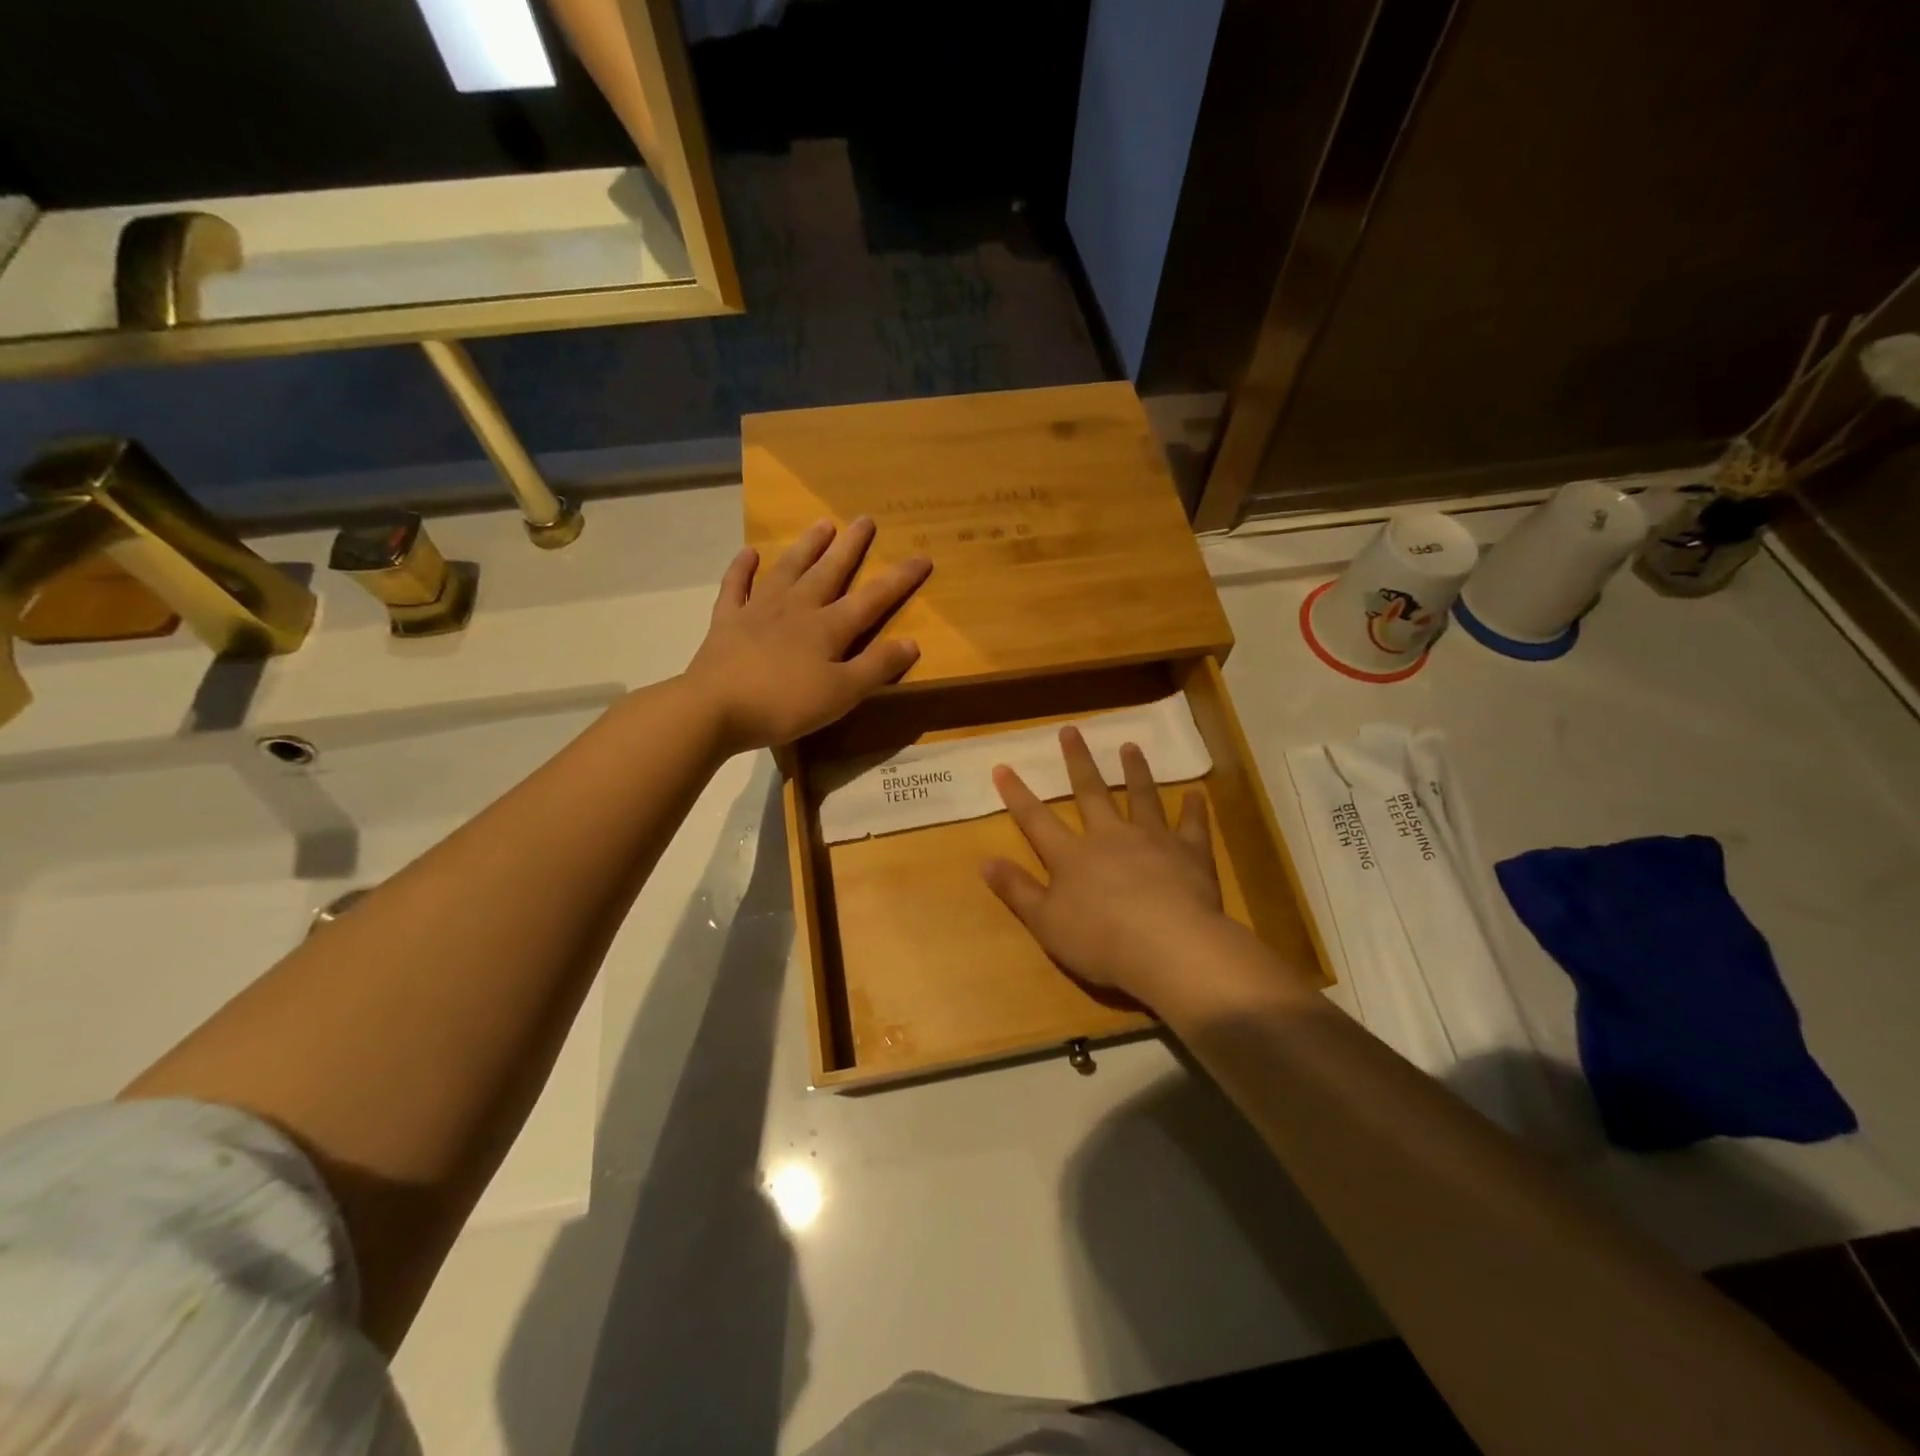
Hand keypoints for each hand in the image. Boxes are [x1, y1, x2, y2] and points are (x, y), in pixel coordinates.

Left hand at [684, 517, 931, 753]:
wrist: (715, 708)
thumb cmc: (784, 705)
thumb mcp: (841, 694)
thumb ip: (876, 667)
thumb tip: (912, 642)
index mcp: (828, 628)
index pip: (872, 599)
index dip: (899, 578)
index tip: (922, 556)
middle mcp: (797, 609)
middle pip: (829, 572)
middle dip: (850, 547)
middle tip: (865, 519)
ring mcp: (759, 611)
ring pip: (788, 570)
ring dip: (806, 547)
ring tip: (822, 524)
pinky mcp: (727, 621)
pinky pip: (736, 587)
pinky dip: (743, 568)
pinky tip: (749, 553)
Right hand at [981, 726, 1236, 1007]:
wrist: (1168, 946)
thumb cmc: (1100, 940)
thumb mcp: (1045, 922)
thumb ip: (1017, 890)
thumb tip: (985, 861)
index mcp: (1072, 855)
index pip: (1036, 819)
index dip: (1017, 794)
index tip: (1002, 766)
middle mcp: (1110, 836)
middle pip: (1090, 792)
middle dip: (1078, 760)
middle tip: (1071, 730)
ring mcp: (1153, 839)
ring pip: (1141, 796)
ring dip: (1135, 770)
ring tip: (1130, 746)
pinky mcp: (1189, 852)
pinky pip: (1191, 825)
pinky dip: (1194, 809)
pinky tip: (1197, 793)